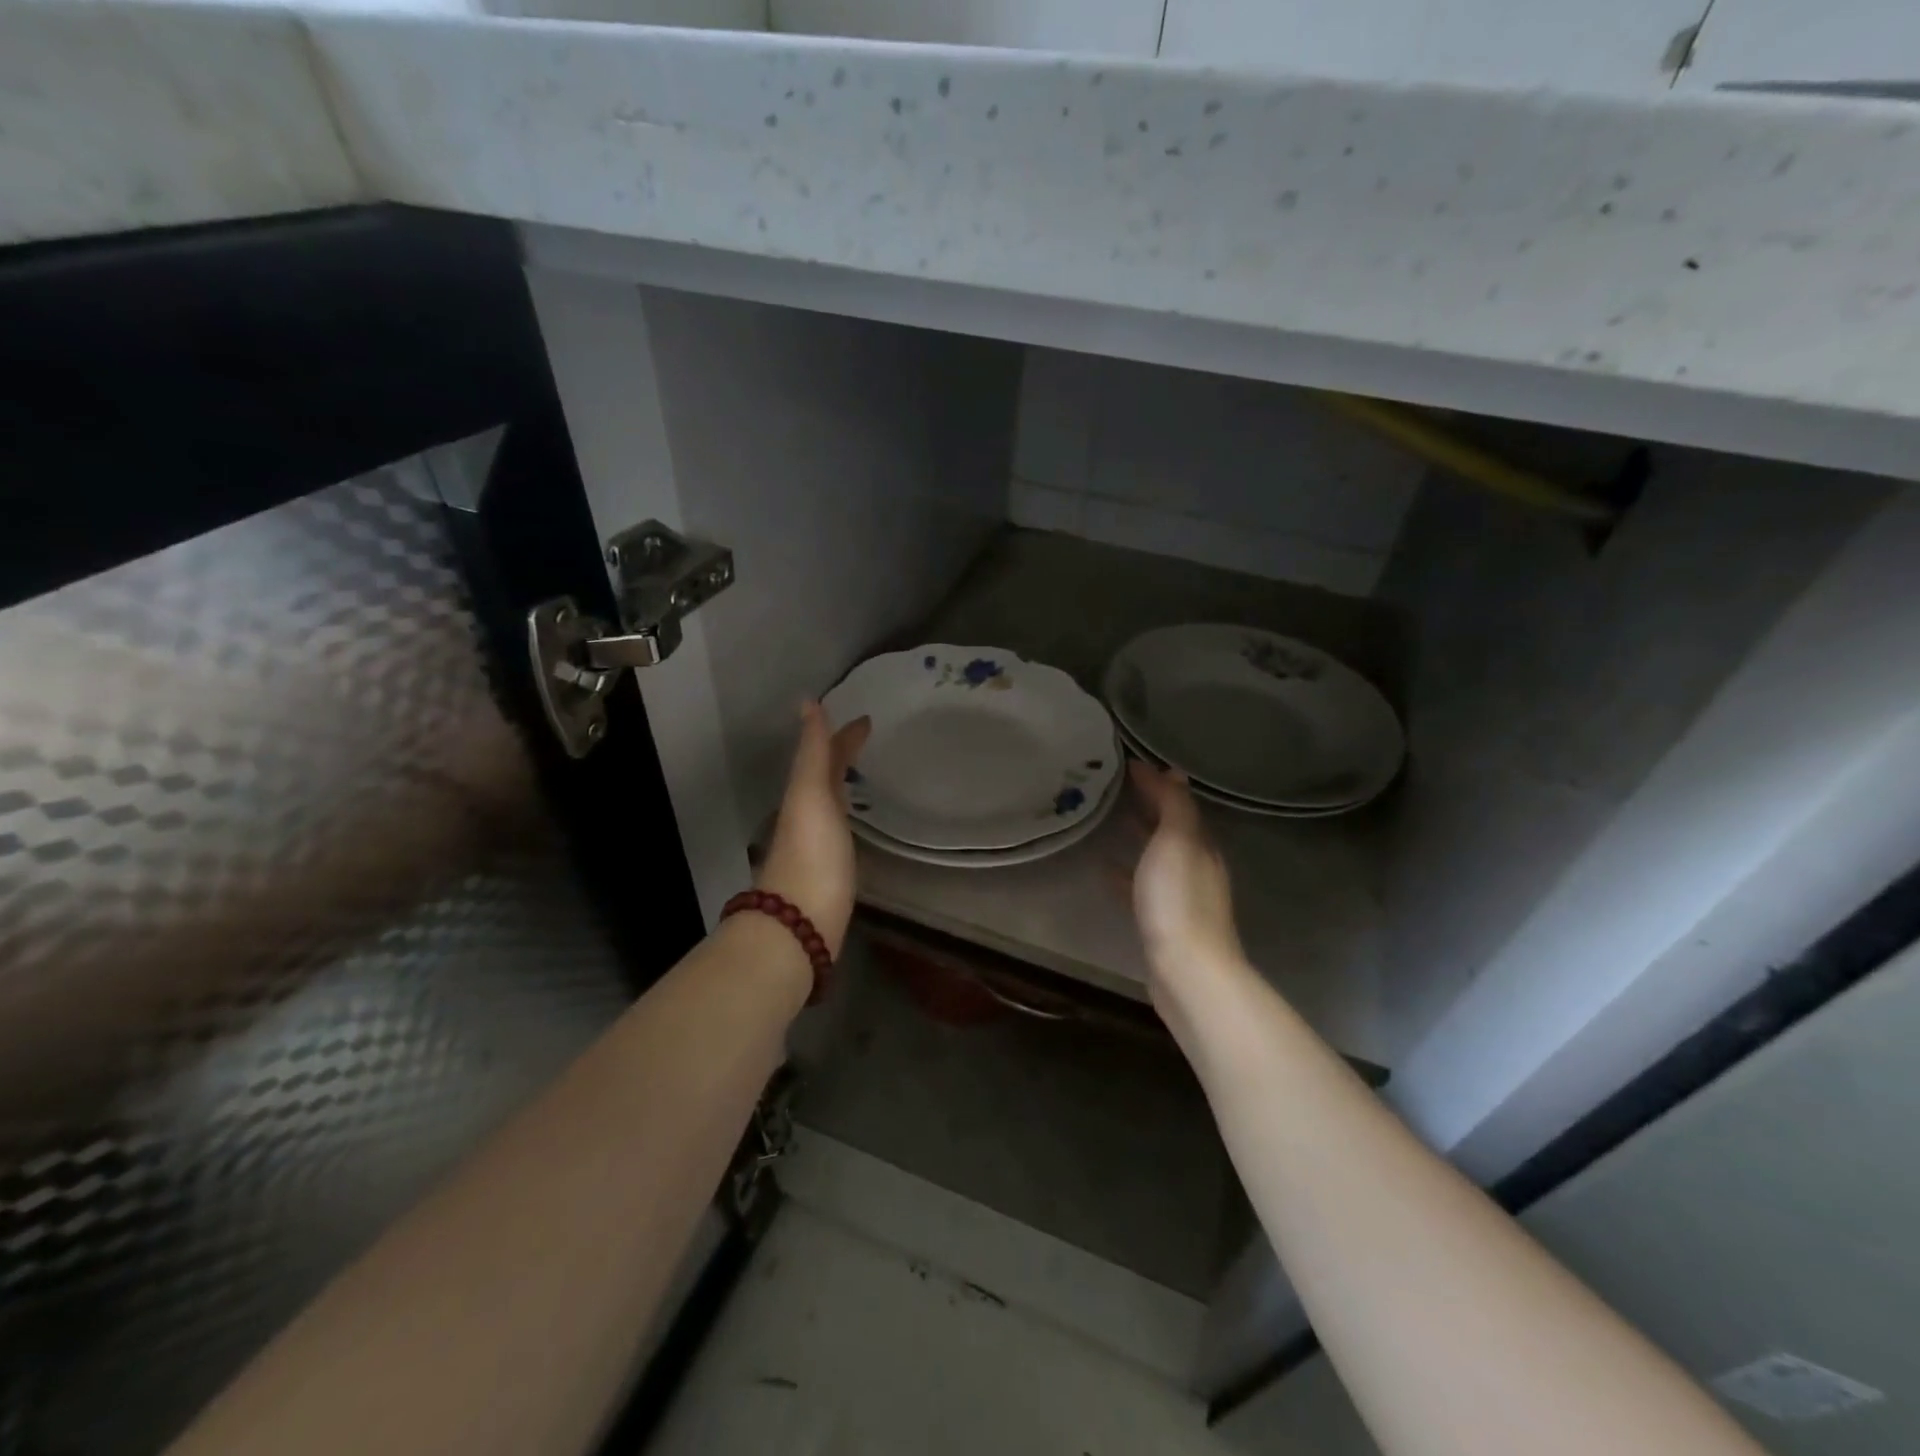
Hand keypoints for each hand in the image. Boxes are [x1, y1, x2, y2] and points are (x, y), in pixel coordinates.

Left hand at [757, 702, 872, 956]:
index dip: (843, 736)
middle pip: (825, 777)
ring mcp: (818, 844)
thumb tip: (807, 702)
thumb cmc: (811, 854)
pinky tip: (855, 825)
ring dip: (843, 784)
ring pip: (830, 802)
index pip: (824, 755)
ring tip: (864, 774)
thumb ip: (812, 751)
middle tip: (870, 741)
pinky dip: (847, 815)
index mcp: (804, 794)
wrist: (800, 923)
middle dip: (842, 756)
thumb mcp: (811, 795)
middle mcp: (807, 815)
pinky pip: (839, 829)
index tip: (868, 720)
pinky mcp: (831, 871)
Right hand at [1128, 762, 1245, 996]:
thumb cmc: (1178, 899)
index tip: (1126, 764)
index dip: (1156, 782)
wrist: (1187, 970)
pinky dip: (1125, 872)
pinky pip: (1141, 885)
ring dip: (1138, 836)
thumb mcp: (1177, 842)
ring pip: (1156, 855)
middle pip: (1170, 827)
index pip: (1178, 802)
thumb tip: (1173, 772)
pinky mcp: (1162, 920)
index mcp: (1201, 844)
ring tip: (1109, 820)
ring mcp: (1179, 895)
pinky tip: (1105, 869)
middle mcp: (1195, 866)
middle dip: (1148, 805)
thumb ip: (1175, 806)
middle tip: (1113, 787)